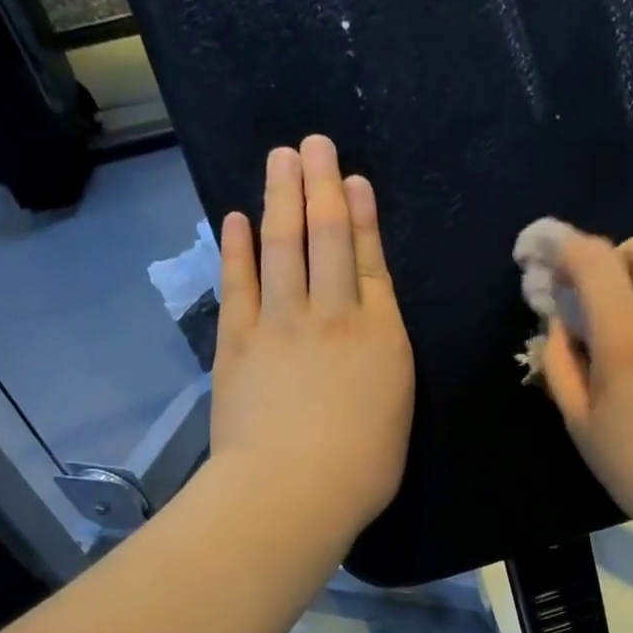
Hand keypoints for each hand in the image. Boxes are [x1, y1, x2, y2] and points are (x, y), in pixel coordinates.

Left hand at [212, 136, 413, 542]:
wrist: (293, 488)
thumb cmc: (362, 468)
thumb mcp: (397, 412)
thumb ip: (383, 365)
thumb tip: (369, 338)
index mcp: (381, 336)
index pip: (369, 262)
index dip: (360, 217)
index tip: (351, 180)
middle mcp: (332, 315)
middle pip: (326, 239)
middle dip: (321, 187)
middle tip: (314, 144)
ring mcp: (280, 323)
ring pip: (283, 247)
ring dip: (281, 199)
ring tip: (281, 158)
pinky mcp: (238, 340)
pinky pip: (239, 282)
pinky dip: (237, 248)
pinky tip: (235, 219)